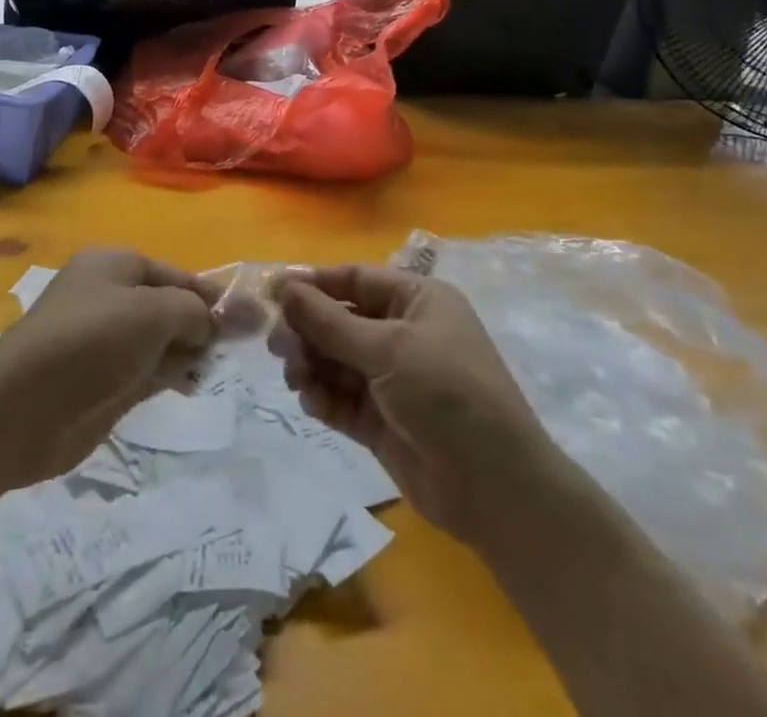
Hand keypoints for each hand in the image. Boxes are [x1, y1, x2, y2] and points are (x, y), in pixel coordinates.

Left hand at [0, 249, 214, 481]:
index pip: (174, 273)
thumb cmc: (90, 342)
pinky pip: (149, 370)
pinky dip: (171, 375)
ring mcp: (106, 342)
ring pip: (162, 340)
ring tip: (212, 367)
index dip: (208, 294)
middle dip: (200, 324)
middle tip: (235, 347)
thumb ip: (192, 311)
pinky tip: (191, 384)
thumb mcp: (152, 312)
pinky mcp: (104, 382)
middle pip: (169, 305)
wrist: (21, 411)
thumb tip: (211, 324)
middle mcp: (110, 297)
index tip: (243, 319)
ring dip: (188, 352)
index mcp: (114, 265)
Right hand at [273, 265, 552, 542]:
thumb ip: (331, 322)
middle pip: (342, 320)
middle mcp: (404, 333)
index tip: (273, 293)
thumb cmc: (446, 393)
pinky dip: (324, 396)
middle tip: (276, 345)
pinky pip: (342, 398)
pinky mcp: (382, 420)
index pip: (356, 280)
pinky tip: (311, 401)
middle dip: (309, 330)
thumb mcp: (388, 349)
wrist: (493, 486)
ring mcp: (393, 379)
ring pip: (338, 360)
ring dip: (312, 364)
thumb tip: (285, 288)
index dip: (315, 285)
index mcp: (417, 300)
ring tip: (294, 375)